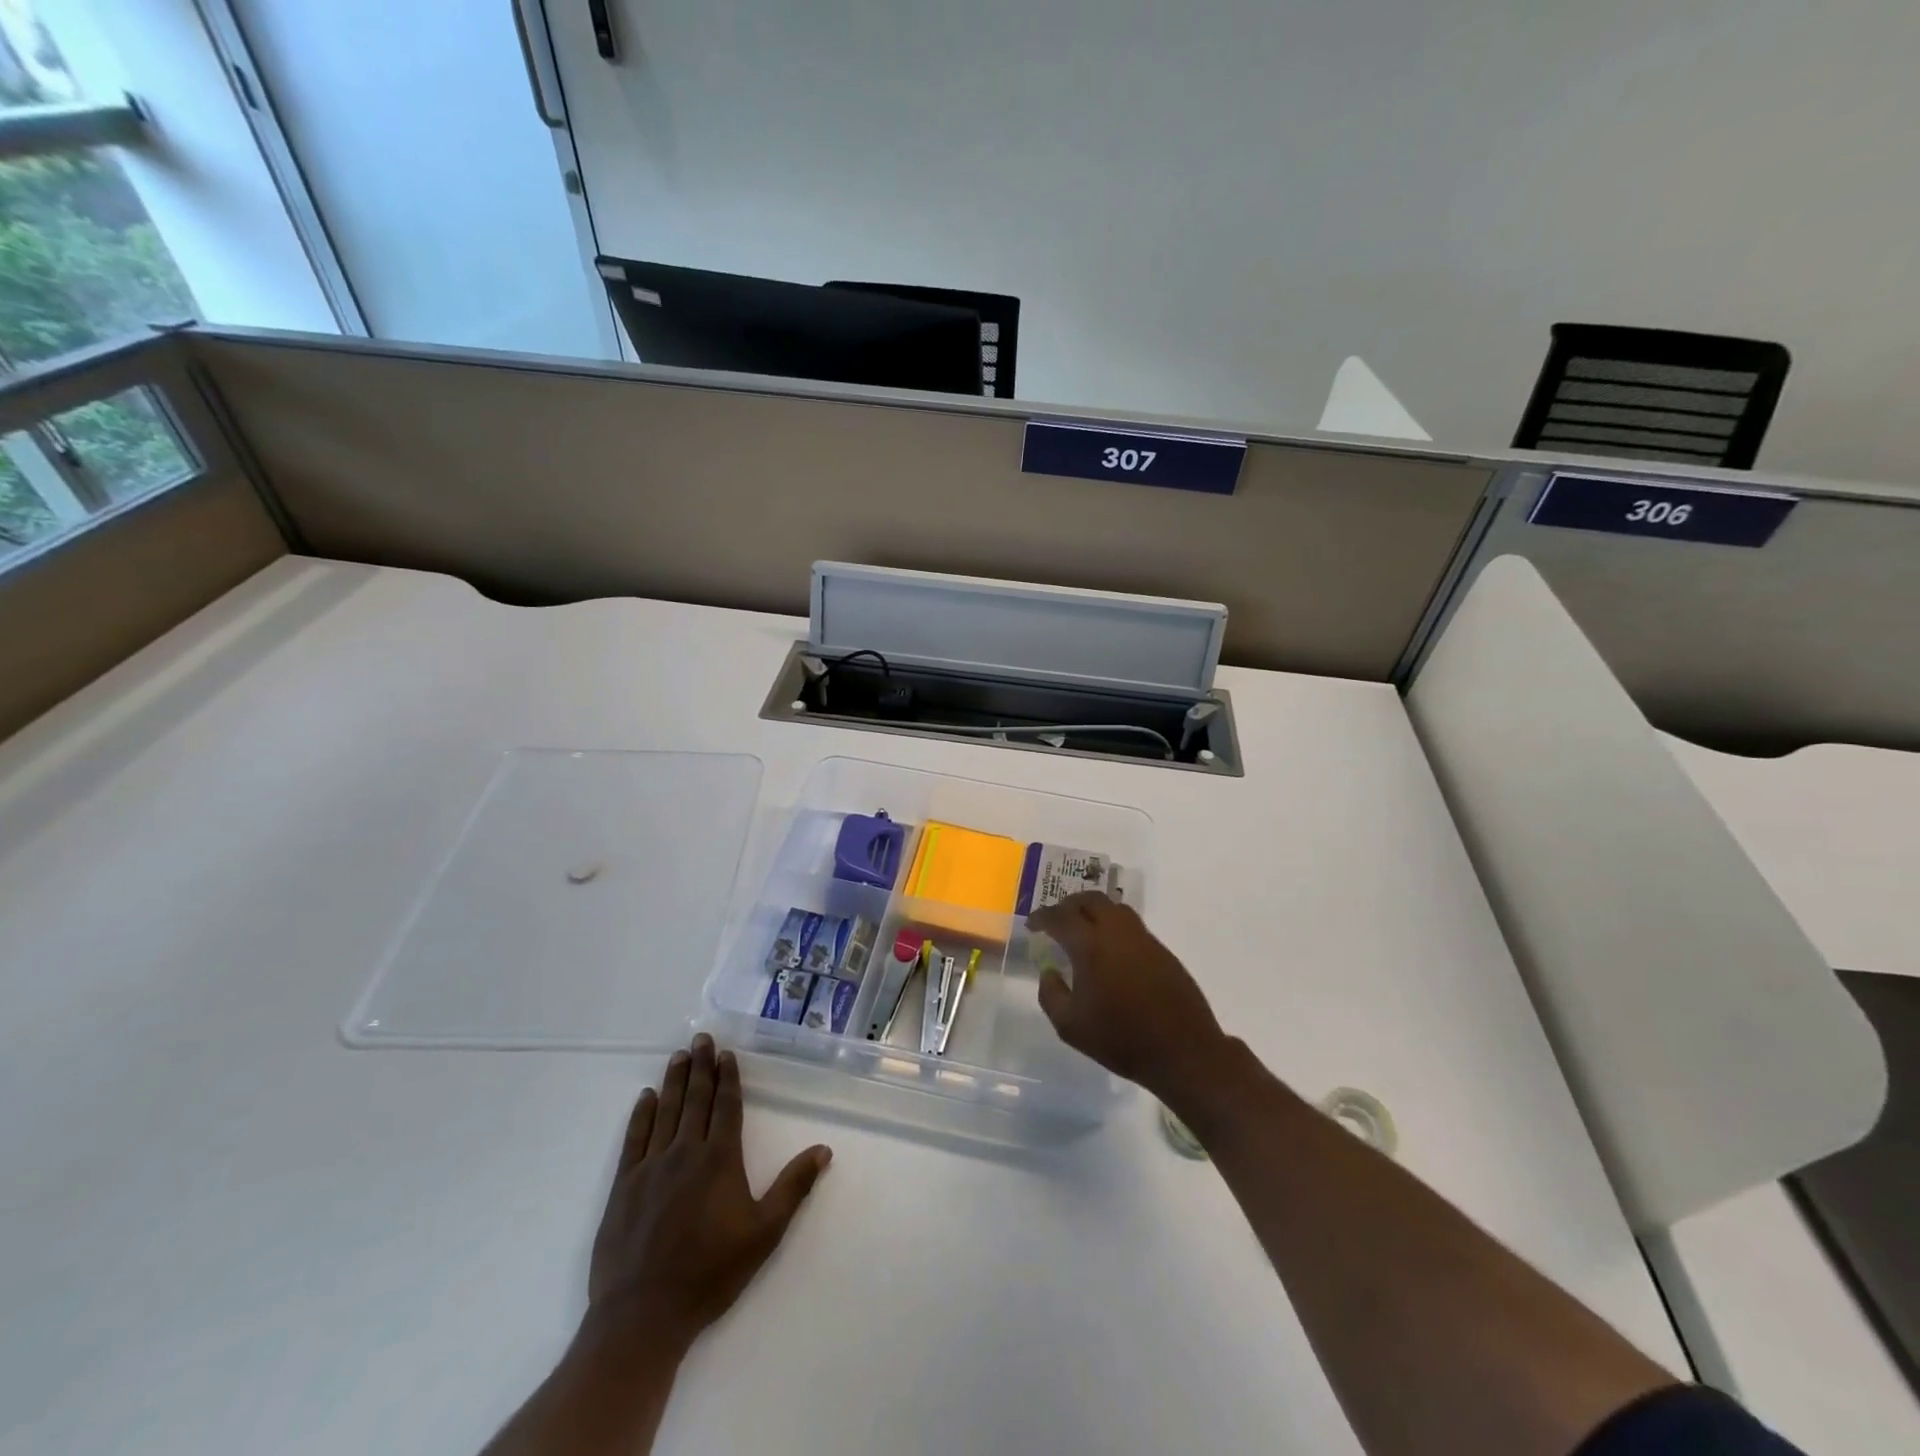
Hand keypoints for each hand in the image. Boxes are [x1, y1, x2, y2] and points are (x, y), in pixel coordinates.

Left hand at [584, 1033, 831, 1354]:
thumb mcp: (764, 1234)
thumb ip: (793, 1188)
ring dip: (674, 1081)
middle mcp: (685, 1152)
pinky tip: (646, 1097)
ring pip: (666, 1111)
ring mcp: (651, 1167)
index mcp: (719, 1160)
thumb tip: (824, 1149)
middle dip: (700, 1067)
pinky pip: (635, 1138)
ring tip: (678, 1055)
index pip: (726, 1107)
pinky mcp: (624, 1186)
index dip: (728, 1078)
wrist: (642, 1316)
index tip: (726, 1054)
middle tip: (701, 1038)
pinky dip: (641, 1114)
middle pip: (695, 1100)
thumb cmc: (710, 1274)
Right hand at [1029, 892, 1228, 1103]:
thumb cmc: (1121, 1040)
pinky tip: (1110, 950)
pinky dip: (1114, 926)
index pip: (1061, 917)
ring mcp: (1144, 939)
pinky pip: (1132, 925)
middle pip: (1091, 900)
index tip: (1032, 924)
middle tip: (1057, 920)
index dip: (1042, 917)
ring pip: (1115, 908)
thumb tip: (1049, 972)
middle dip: (1069, 905)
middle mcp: (1117, 933)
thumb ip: (1051, 995)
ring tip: (1083, 929)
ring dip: (1094, 911)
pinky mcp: (1162, 950)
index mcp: (1091, 947)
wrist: (1183, 1051)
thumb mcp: (1071, 1027)